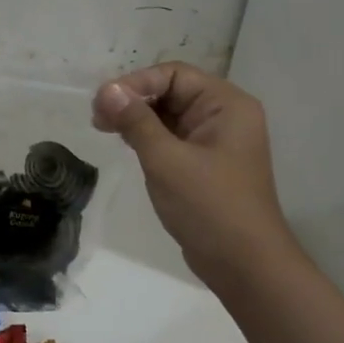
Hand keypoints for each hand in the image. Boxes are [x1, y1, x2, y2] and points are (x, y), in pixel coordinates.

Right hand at [92, 63, 292, 286]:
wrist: (246, 268)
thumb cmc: (210, 207)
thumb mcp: (166, 160)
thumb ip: (135, 121)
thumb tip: (106, 89)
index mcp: (226, 104)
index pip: (174, 75)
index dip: (136, 83)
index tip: (102, 102)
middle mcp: (224, 115)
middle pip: (171, 91)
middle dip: (133, 99)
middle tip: (97, 117)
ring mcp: (215, 140)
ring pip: (168, 114)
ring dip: (136, 118)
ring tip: (103, 128)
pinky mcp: (205, 163)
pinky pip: (172, 137)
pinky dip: (147, 136)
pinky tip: (125, 143)